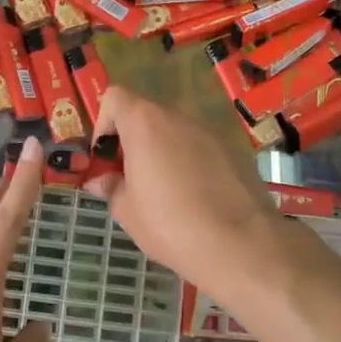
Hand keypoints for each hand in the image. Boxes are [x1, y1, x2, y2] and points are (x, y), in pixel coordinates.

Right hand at [83, 87, 288, 294]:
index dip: (104, 124)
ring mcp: (210, 131)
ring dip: (163, 151)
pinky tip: (195, 198)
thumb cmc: (169, 224)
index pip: (115, 97)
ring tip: (165, 191)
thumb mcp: (127, 211)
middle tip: (131, 178)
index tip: (107, 158)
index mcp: (145, 122)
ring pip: (175, 131)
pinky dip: (191, 162)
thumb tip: (101, 181)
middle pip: (146, 114)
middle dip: (134, 141)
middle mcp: (178, 116)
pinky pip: (201, 148)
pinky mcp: (234, 150)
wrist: (239, 244)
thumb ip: (111, 187)